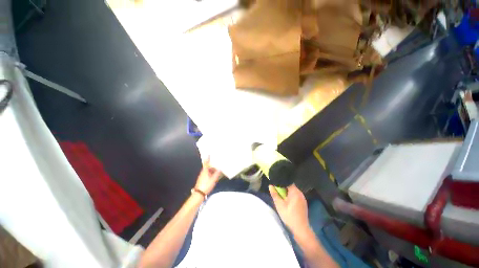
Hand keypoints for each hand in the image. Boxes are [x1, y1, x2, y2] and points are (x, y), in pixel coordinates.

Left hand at [194, 160, 221, 194]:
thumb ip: (217, 174)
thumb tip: (219, 169)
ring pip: (207, 171)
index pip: (206, 163)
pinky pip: (207, 175)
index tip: (208, 154)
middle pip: (207, 167)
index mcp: (205, 171)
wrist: (199, 194)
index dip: (207, 159)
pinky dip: (210, 174)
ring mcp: (202, 176)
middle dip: (212, 166)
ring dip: (212, 171)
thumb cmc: (206, 185)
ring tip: (217, 172)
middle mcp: (202, 172)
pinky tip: (214, 177)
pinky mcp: (202, 180)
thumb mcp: (213, 179)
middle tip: (217, 166)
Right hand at [269, 184, 309, 234]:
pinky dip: (291, 197)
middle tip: (277, 192)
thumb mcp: (279, 205)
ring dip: (287, 193)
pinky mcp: (303, 203)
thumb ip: (275, 194)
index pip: (288, 182)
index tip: (276, 185)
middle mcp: (300, 193)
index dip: (281, 183)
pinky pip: (296, 196)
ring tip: (281, 197)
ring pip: (293, 191)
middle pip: (290, 186)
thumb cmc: (289, 216)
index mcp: (295, 192)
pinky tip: (288, 203)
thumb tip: (270, 185)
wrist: (301, 229)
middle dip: (283, 188)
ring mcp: (303, 198)